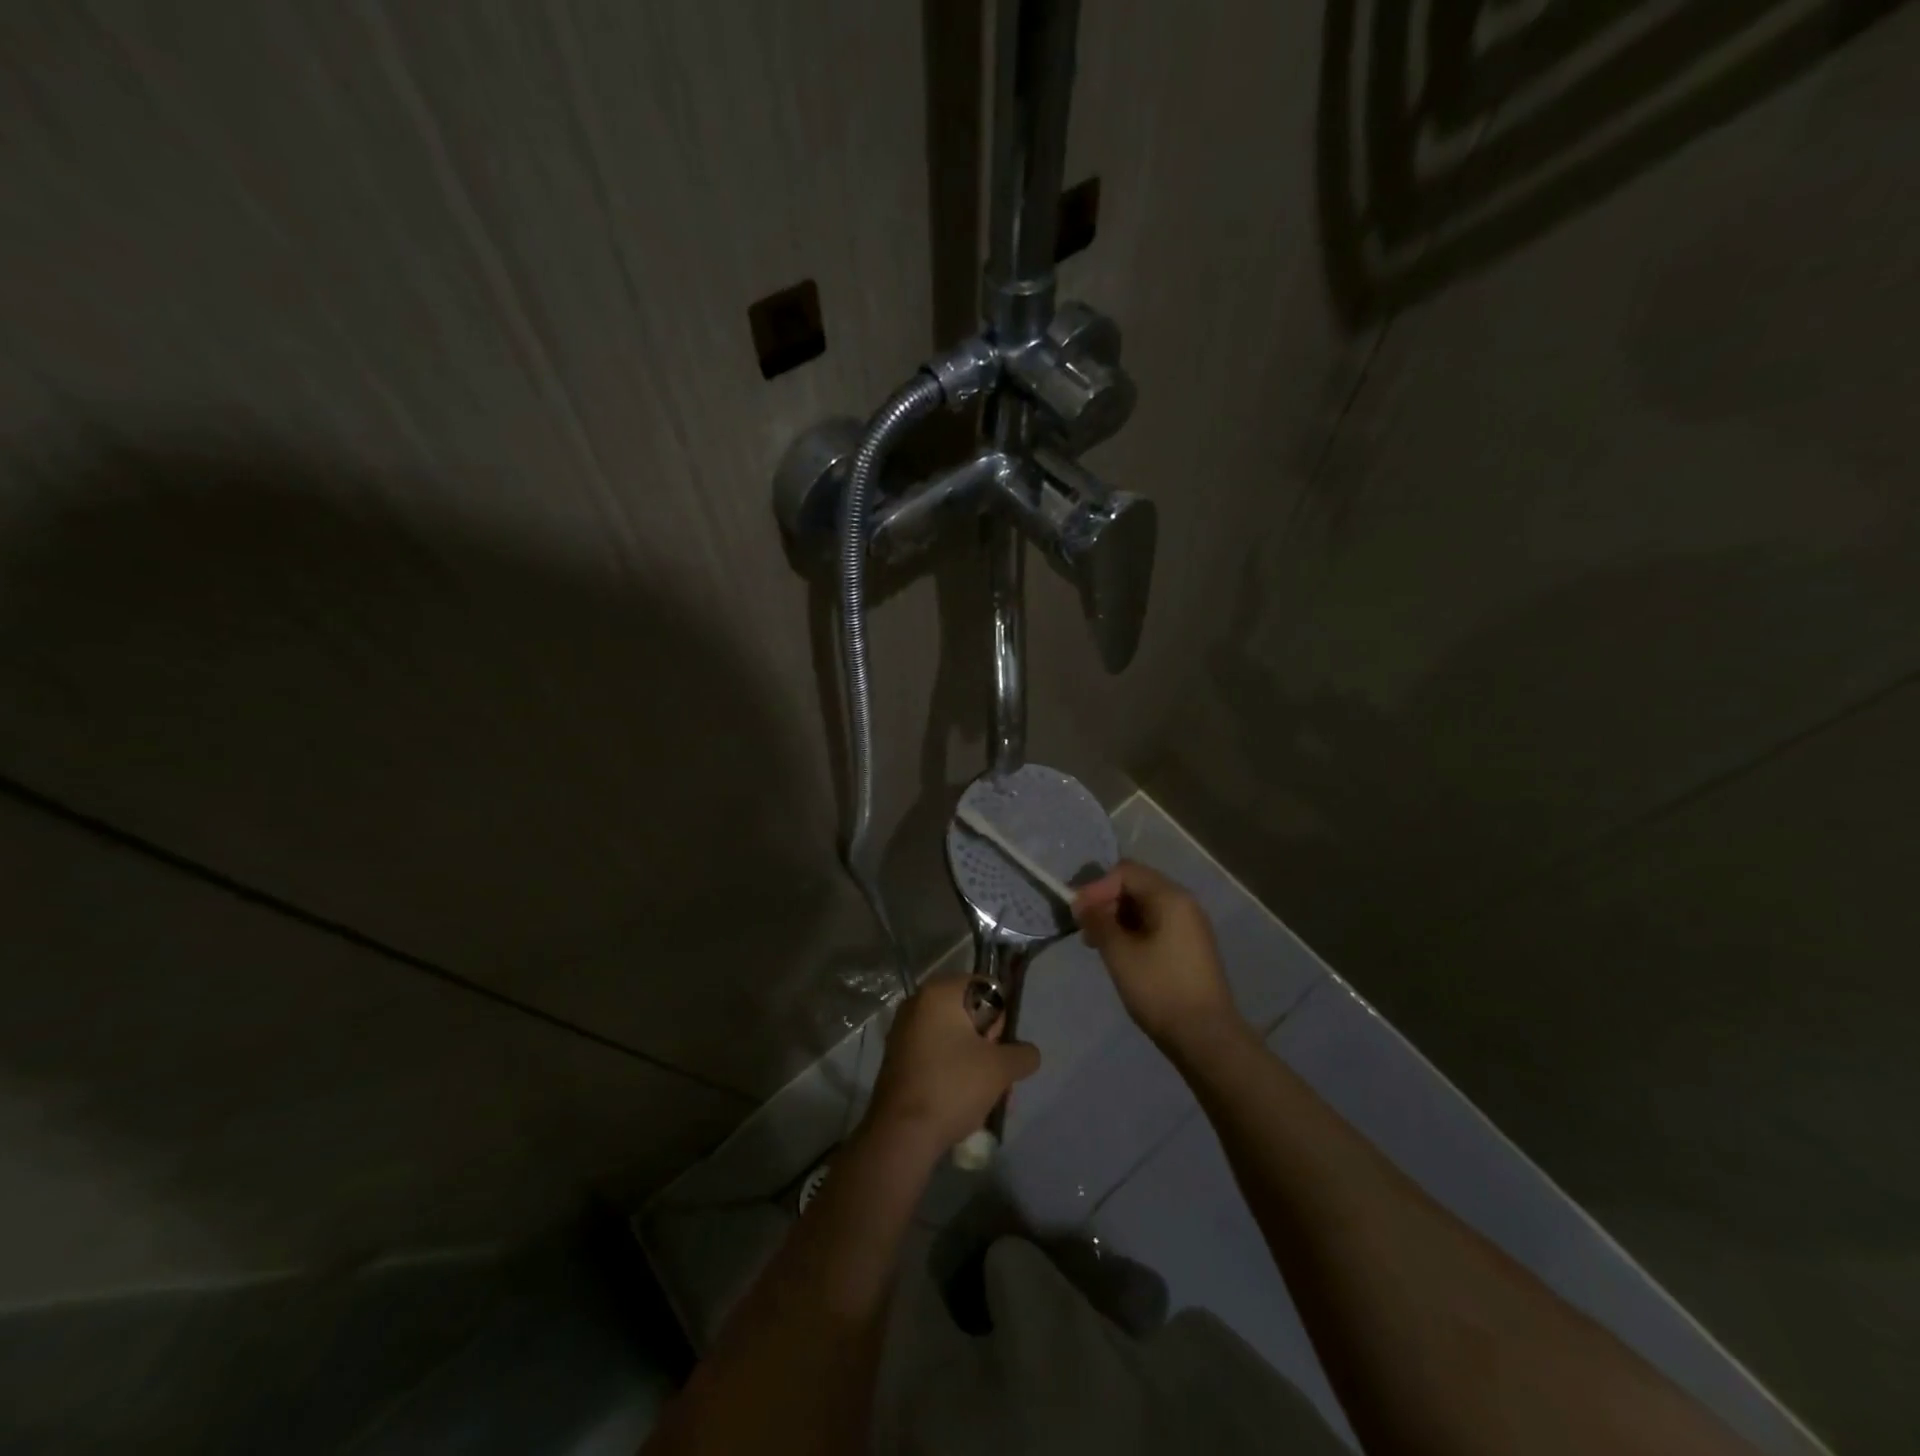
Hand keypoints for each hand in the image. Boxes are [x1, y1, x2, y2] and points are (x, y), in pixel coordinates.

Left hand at [864, 974, 1040, 1156]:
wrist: (901, 1134)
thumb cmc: (952, 1086)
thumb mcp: (1000, 1069)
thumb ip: (1023, 1054)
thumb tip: (1028, 1053)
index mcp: (939, 993)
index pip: (985, 987)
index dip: (1000, 1017)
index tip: (1000, 1046)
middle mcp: (917, 1003)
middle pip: (969, 1015)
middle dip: (989, 1045)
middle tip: (997, 1075)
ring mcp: (904, 1031)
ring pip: (954, 1039)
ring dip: (974, 1062)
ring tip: (986, 1096)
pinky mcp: (898, 1058)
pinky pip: (936, 1055)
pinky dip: (953, 1071)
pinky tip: (963, 1101)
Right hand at [1073, 860, 1242, 1052]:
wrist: (1206, 1037)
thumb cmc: (1160, 989)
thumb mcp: (1120, 953)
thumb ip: (1097, 921)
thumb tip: (1080, 902)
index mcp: (1170, 897)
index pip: (1125, 872)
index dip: (1097, 887)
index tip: (1078, 915)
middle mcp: (1184, 902)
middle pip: (1136, 885)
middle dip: (1106, 902)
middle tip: (1086, 931)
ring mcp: (1190, 925)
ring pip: (1145, 906)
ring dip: (1117, 918)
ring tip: (1099, 945)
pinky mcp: (1190, 946)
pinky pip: (1156, 924)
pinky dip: (1133, 931)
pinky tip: (1121, 954)